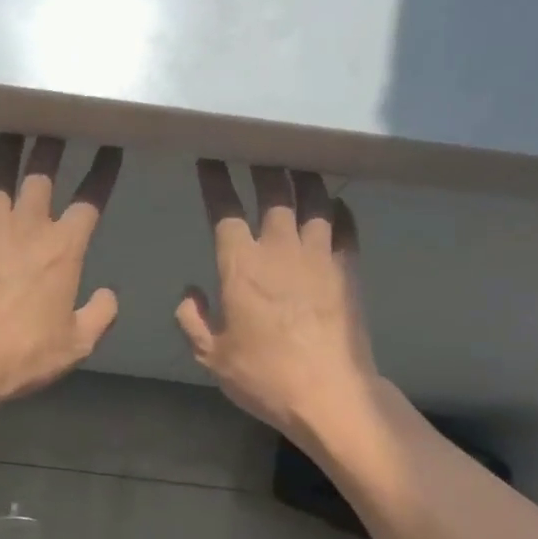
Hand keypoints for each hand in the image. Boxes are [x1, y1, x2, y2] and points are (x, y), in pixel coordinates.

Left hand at [0, 133, 122, 409]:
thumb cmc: (24, 354)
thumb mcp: (76, 345)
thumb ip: (99, 316)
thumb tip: (108, 295)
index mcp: (64, 249)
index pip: (91, 199)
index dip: (103, 171)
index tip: (110, 147)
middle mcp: (28, 227)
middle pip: (42, 173)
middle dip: (52, 143)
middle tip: (55, 118)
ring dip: (8, 150)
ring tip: (12, 126)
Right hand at [176, 161, 379, 438]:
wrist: (328, 393)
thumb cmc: (263, 376)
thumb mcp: (211, 356)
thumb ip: (193, 320)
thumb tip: (189, 292)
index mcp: (240, 265)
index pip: (224, 208)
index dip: (215, 180)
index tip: (210, 157)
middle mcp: (280, 248)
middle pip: (273, 190)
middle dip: (263, 162)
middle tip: (258, 145)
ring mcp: (320, 255)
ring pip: (313, 199)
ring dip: (303, 177)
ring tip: (296, 163)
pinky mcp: (348, 268)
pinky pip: (345, 225)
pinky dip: (338, 209)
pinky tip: (333, 204)